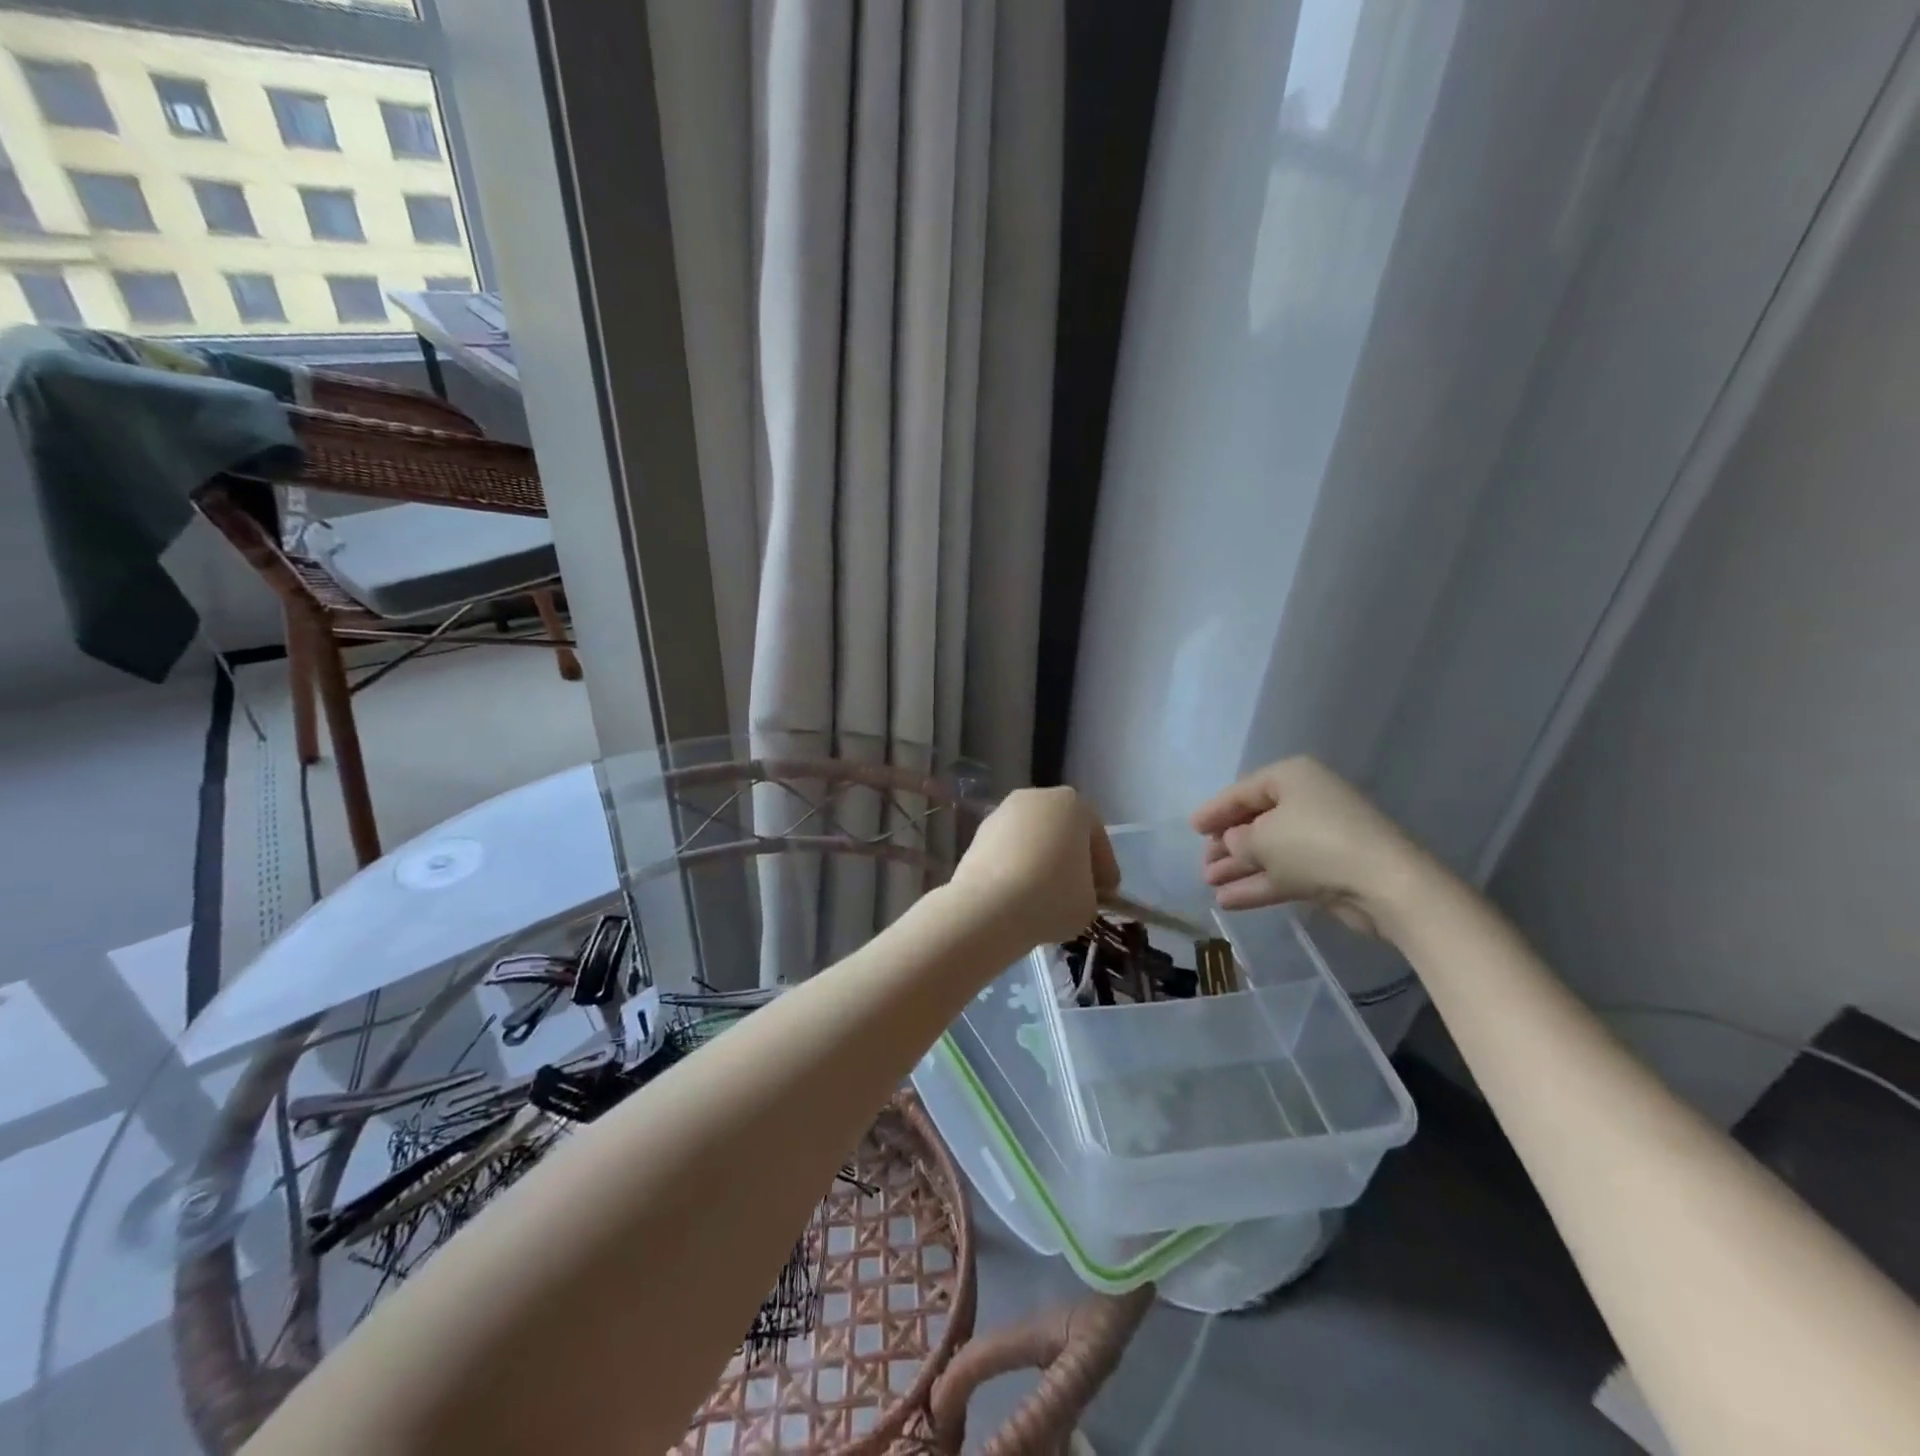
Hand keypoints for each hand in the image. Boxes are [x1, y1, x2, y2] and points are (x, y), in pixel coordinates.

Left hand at [952, 787, 1118, 944]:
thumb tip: (1078, 892)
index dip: (1104, 869)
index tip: (1105, 894)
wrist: (988, 906)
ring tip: (1044, 895)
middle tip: (1077, 891)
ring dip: (1040, 861)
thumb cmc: (1051, 896)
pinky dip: (1015, 867)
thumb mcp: (1090, 903)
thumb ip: (1091, 892)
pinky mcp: (978, 833)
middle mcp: (1037, 798)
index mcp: (1074, 805)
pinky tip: (1018, 893)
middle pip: (1062, 832)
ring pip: (1032, 839)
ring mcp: (1003, 813)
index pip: (1096, 839)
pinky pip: (1008, 850)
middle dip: (1070, 859)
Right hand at [1190, 757, 1424, 937]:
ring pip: (1269, 851)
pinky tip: (1228, 901)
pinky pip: (1284, 873)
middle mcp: (1307, 802)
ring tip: (1208, 884)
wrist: (1383, 885)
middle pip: (1256, 821)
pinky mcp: (1330, 871)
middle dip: (1226, 844)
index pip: (1242, 791)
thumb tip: (1234, 843)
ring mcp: (1320, 838)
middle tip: (1202, 861)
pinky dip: (1257, 885)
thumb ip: (1237, 840)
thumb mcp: (1261, 839)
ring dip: (1238, 867)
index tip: (1192, 828)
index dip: (1214, 810)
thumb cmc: (1314, 844)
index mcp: (1291, 778)